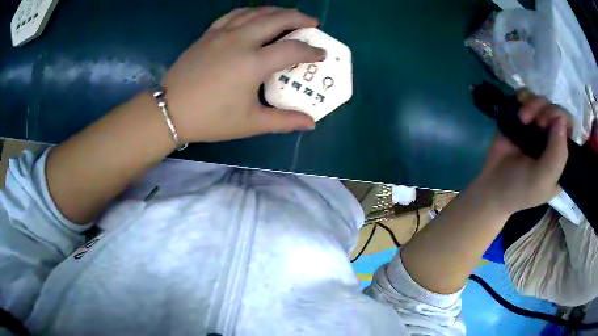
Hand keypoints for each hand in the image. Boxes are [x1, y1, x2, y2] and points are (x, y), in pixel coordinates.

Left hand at [161, 7, 325, 142]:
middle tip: (312, 23)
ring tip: (289, 15)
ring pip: (256, 12)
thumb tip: (311, 123)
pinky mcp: (209, 33)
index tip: (321, 53)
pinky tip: (255, 15)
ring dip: (277, 11)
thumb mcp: (250, 123)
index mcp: (254, 63)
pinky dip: (250, 12)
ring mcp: (223, 33)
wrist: (170, 110)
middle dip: (300, 18)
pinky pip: (234, 14)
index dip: (311, 51)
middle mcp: (241, 40)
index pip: (292, 49)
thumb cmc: (210, 119)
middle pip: (277, 19)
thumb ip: (284, 121)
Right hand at [476, 89, 569, 214]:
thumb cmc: (520, 189)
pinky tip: (518, 104)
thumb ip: (557, 155)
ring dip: (534, 103)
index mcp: (562, 158)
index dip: (564, 121)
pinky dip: (523, 95)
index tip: (550, 125)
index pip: (572, 131)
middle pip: (558, 112)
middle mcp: (553, 140)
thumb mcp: (543, 180)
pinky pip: (528, 96)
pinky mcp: (524, 118)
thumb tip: (561, 119)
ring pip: (543, 101)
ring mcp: (538, 128)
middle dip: (547, 111)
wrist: (492, 186)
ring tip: (522, 117)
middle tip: (536, 122)